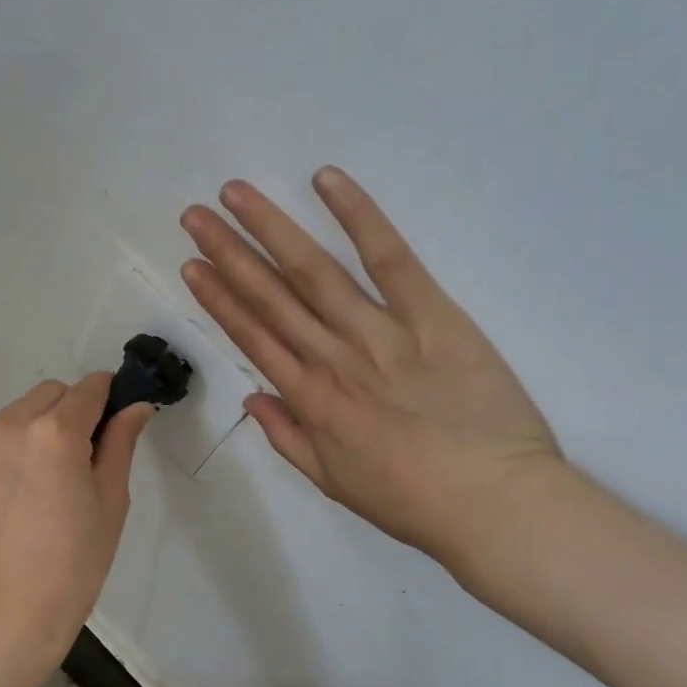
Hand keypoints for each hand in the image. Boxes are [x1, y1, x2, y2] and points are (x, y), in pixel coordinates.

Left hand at [0, 373, 152, 686]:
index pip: (89, 388)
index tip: (118, 419)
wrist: (4, 617)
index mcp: (54, 433)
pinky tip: (19, 493)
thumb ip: (120, 444)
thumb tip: (136, 406)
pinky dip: (13, 448)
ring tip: (48, 480)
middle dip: (73, 411)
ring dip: (40, 427)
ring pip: (19, 413)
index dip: (110, 397)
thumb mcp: (110, 503)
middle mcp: (10, 426)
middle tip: (84, 459)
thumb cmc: (72, 565)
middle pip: (51, 394)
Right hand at [180, 167, 562, 578]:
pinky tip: (326, 180)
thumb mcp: (335, 483)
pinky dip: (358, 216)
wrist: (495, 506)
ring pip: (313, 271)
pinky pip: (389, 258)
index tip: (191, 265)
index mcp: (310, 400)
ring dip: (270, 228)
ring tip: (235, 194)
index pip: (253, 336)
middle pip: (270, 296)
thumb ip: (287, 438)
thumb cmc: (413, 501)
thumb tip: (252, 397)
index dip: (218, 298)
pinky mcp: (432, 315)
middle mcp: (332, 358)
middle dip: (227, 253)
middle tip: (194, 215)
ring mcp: (380, 333)